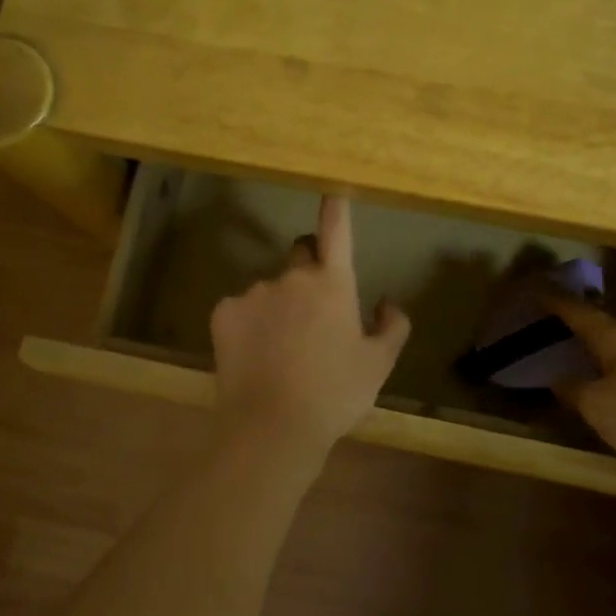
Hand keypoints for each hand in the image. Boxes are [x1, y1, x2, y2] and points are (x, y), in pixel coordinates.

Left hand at [210, 196, 410, 460]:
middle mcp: (292, 277)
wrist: (272, 426)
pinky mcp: (223, 312)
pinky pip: (240, 309)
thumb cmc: (335, 394)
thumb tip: (389, 302)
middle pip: (300, 253)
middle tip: (312, 312)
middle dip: (308, 269)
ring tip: (281, 350)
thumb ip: (392, 326)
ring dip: (277, 306)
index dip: (335, 207)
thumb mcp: (378, 365)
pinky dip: (248, 324)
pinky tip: (254, 357)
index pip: (336, 230)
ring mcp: (254, 293)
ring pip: (269, 289)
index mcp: (333, 284)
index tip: (332, 188)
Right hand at [548, 297, 615, 472]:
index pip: (578, 313)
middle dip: (576, 326)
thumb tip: (558, 379)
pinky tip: (608, 384)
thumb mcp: (598, 407)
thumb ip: (574, 391)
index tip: (534, 293)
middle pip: (601, 327)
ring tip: (574, 356)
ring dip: (596, 350)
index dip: (555, 304)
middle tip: (550, 326)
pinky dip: (612, 369)